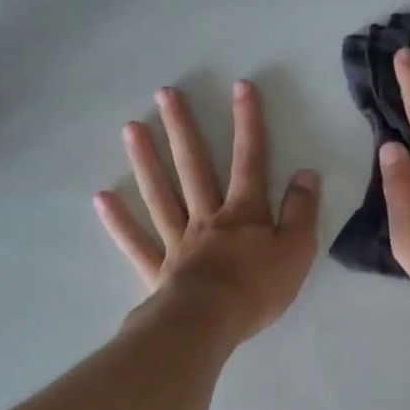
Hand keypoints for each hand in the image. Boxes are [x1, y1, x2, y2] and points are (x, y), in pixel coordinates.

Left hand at [95, 81, 320, 343]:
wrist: (211, 323)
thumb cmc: (258, 289)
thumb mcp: (297, 250)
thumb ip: (302, 212)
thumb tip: (307, 174)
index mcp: (244, 213)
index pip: (250, 160)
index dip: (248, 123)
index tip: (240, 87)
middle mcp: (207, 217)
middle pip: (194, 167)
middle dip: (183, 129)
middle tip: (165, 94)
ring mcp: (178, 241)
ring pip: (161, 194)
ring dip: (146, 161)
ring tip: (131, 128)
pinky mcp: (158, 269)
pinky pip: (137, 242)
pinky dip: (119, 222)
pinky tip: (102, 198)